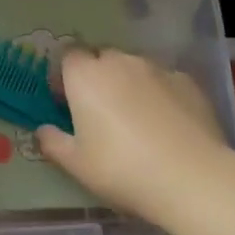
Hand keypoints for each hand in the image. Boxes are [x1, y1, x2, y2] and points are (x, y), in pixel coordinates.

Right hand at [37, 48, 233, 221]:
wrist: (192, 177)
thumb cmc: (121, 168)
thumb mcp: (76, 164)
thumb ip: (53, 142)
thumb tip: (43, 130)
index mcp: (85, 76)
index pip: (68, 57)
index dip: (66, 77)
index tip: (67, 102)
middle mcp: (119, 62)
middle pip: (102, 58)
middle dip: (97, 77)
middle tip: (100, 112)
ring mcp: (157, 69)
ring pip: (134, 67)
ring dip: (129, 83)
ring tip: (136, 118)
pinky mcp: (188, 82)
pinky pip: (164, 81)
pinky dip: (159, 94)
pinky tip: (167, 124)